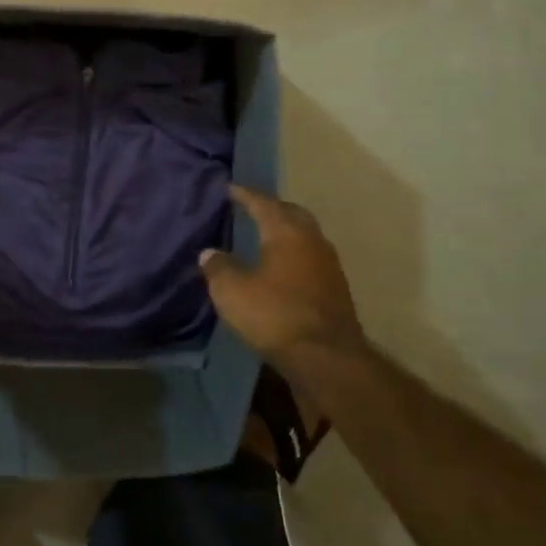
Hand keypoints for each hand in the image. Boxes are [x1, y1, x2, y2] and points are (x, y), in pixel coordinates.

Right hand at [200, 186, 365, 367]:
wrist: (326, 357)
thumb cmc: (274, 315)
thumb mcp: (232, 291)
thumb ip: (218, 267)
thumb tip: (210, 253)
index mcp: (286, 232)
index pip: (263, 203)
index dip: (244, 194)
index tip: (229, 188)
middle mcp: (312, 240)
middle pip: (292, 213)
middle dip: (271, 208)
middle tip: (251, 208)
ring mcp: (329, 264)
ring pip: (305, 235)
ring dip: (286, 232)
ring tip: (265, 236)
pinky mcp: (335, 288)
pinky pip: (310, 257)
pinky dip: (294, 254)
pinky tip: (282, 267)